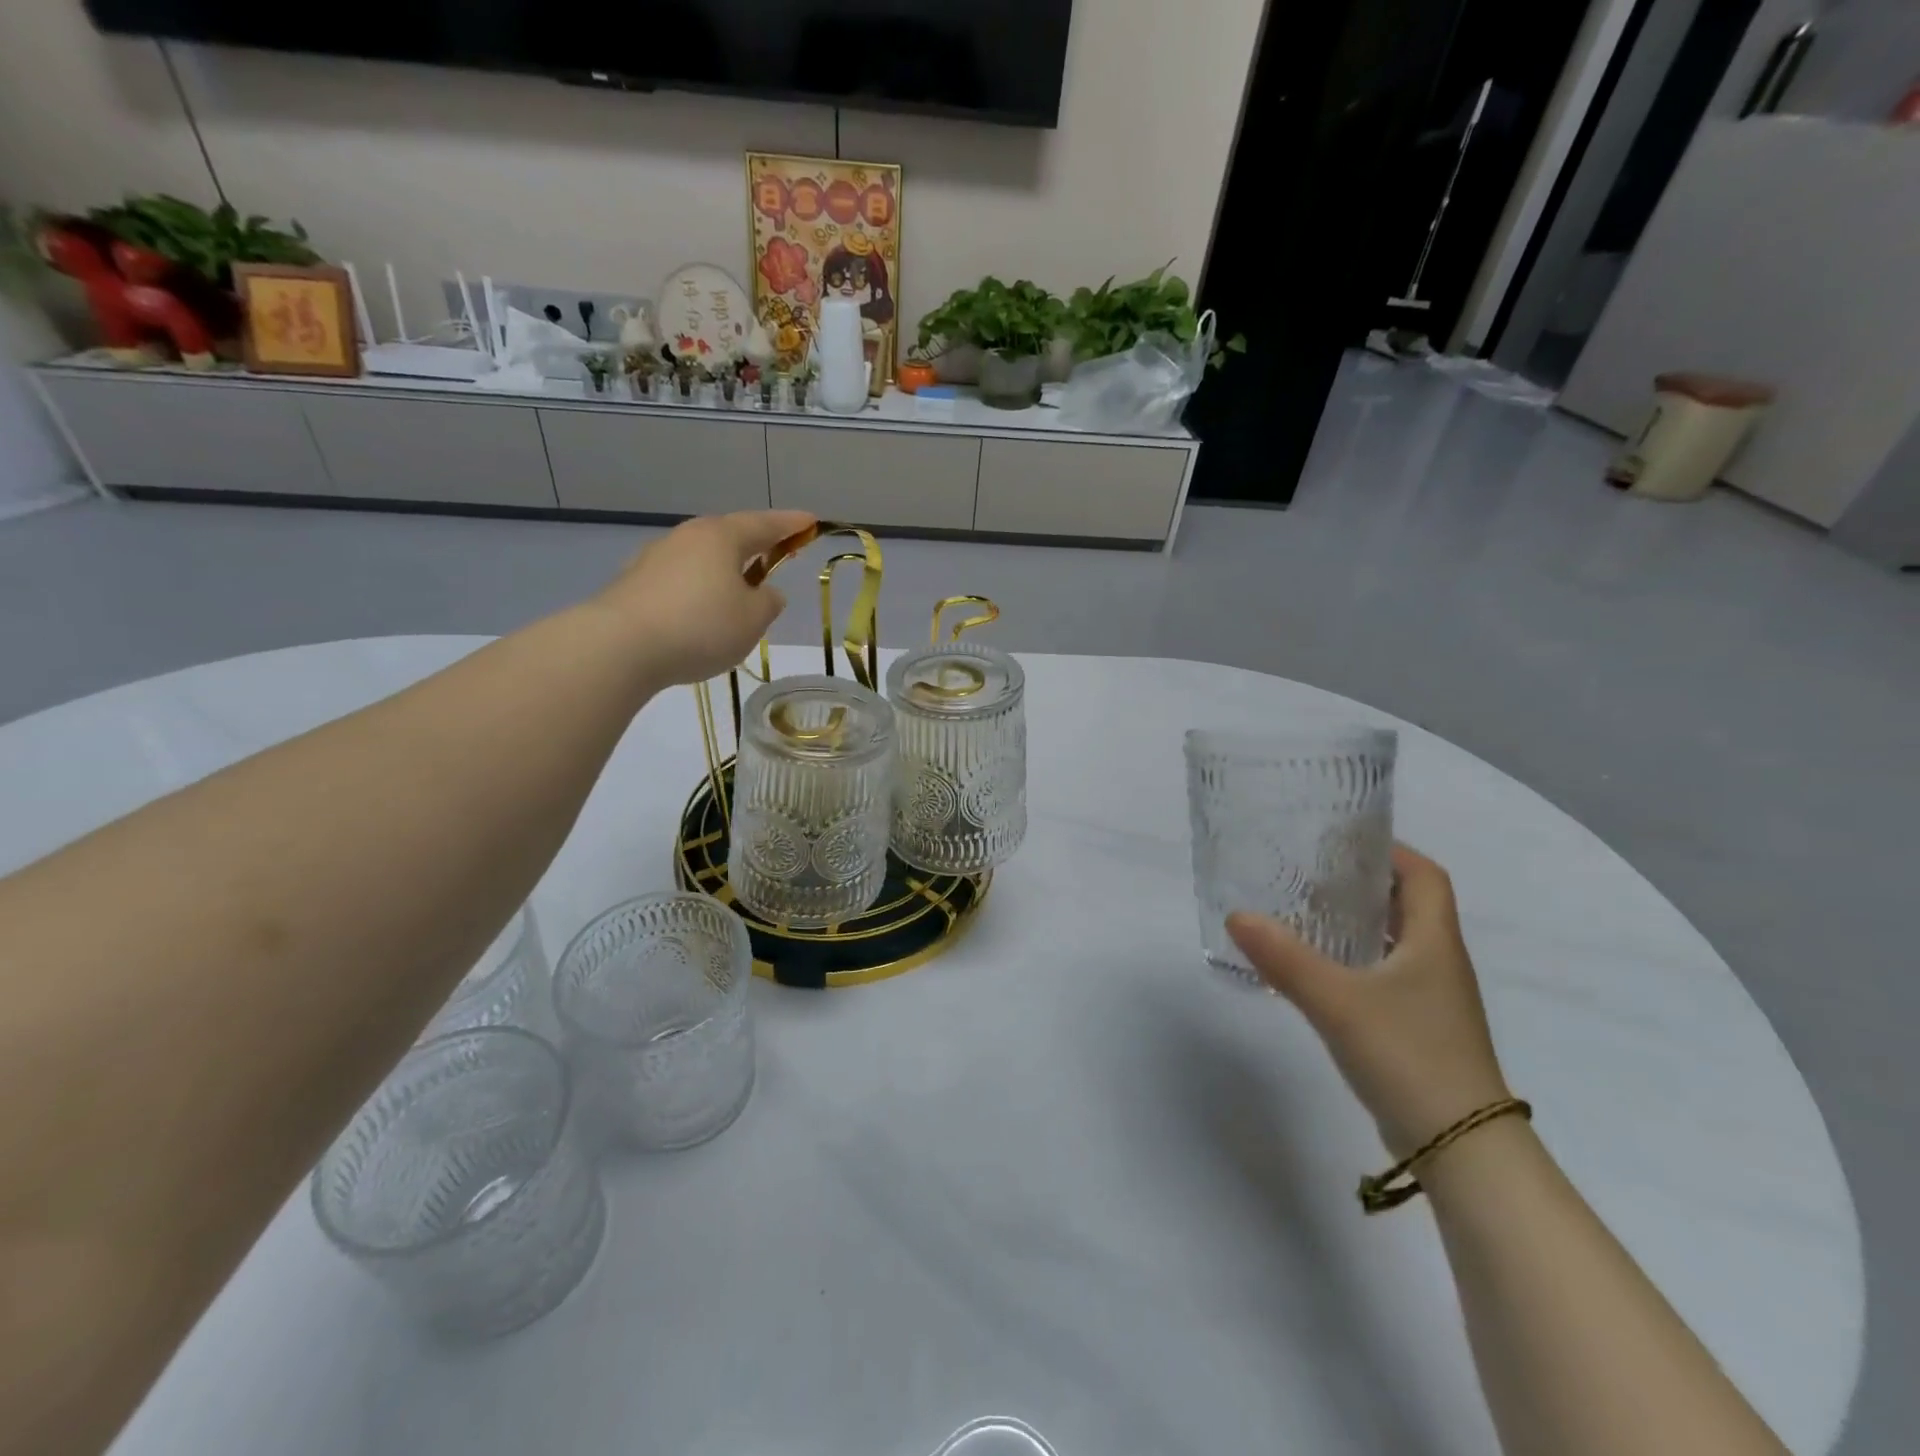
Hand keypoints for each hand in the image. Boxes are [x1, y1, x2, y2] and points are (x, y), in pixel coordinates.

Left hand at [594, 511, 814, 686]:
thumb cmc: (701, 626)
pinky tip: (702, 613)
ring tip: (739, 592)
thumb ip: (768, 603)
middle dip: (755, 545)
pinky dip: (699, 590)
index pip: (765, 524)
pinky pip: (681, 580)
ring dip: (724, 571)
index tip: (812, 521)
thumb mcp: (753, 620)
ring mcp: (656, 558)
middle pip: (729, 536)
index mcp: (722, 536)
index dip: (792, 524)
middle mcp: (687, 537)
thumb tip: (765, 593)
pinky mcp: (634, 584)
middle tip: (776, 554)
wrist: (620, 646)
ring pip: (702, 558)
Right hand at [1228, 844, 1510, 1157]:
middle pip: (1409, 905)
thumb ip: (1285, 958)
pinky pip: (1386, 976)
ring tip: (1305, 915)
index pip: (1425, 876)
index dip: (1390, 851)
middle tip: (1309, 874)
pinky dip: (1355, 961)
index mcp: (1434, 943)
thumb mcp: (1338, 1002)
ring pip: (1396, 943)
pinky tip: (1319, 972)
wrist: (1461, 1150)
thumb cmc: (1409, 1057)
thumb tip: (1237, 916)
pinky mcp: (1419, 1030)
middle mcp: (1439, 964)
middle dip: (1363, 883)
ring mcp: (1432, 1000)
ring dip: (1358, 923)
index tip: (1341, 842)